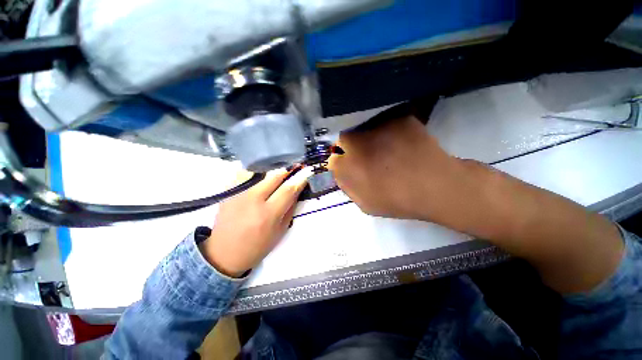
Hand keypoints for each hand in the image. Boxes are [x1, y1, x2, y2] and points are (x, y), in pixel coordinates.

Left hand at [199, 168, 310, 276]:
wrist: (225, 252)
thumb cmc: (258, 245)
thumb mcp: (281, 230)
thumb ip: (290, 207)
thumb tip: (297, 188)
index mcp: (268, 214)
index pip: (288, 189)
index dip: (300, 178)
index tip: (307, 171)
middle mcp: (252, 200)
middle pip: (275, 175)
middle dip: (288, 169)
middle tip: (294, 168)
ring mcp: (238, 193)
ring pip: (259, 169)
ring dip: (271, 170)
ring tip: (277, 173)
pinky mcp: (227, 190)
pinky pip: (245, 172)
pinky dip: (255, 171)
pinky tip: (260, 177)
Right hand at [330, 115, 622, 293]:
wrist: (436, 187)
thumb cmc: (398, 201)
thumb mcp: (366, 204)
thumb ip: (348, 187)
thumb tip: (342, 173)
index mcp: (348, 166)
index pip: (333, 157)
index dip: (341, 161)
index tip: (350, 164)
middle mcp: (357, 143)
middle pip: (344, 139)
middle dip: (350, 146)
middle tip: (366, 154)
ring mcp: (378, 128)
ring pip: (364, 128)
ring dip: (368, 137)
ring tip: (384, 148)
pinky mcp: (398, 119)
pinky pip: (385, 122)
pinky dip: (388, 130)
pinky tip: (400, 142)